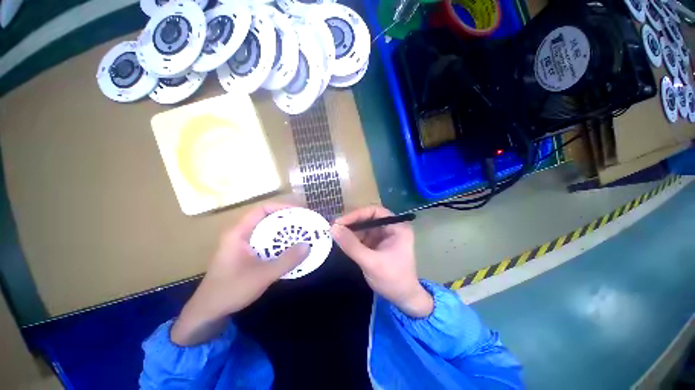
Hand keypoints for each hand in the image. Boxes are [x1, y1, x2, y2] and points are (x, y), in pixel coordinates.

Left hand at [171, 204, 308, 345]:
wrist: (208, 312)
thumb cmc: (231, 290)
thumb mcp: (262, 276)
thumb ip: (286, 261)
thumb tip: (307, 246)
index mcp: (239, 233)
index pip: (262, 209)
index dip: (281, 207)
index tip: (299, 212)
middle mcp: (241, 234)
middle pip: (266, 219)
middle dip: (286, 220)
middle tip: (304, 223)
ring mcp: (243, 245)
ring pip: (267, 231)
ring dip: (284, 232)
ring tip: (301, 234)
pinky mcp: (247, 254)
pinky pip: (266, 243)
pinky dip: (279, 243)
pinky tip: (290, 250)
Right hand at [331, 206, 432, 317]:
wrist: (403, 300)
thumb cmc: (393, 280)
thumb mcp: (371, 262)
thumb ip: (352, 245)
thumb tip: (333, 228)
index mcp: (397, 227)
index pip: (375, 212)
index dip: (357, 214)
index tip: (340, 222)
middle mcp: (390, 228)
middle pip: (368, 218)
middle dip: (352, 223)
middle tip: (334, 228)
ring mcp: (383, 236)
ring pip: (363, 228)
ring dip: (350, 232)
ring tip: (335, 235)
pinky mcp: (377, 245)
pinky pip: (362, 237)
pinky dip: (352, 240)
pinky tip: (342, 243)